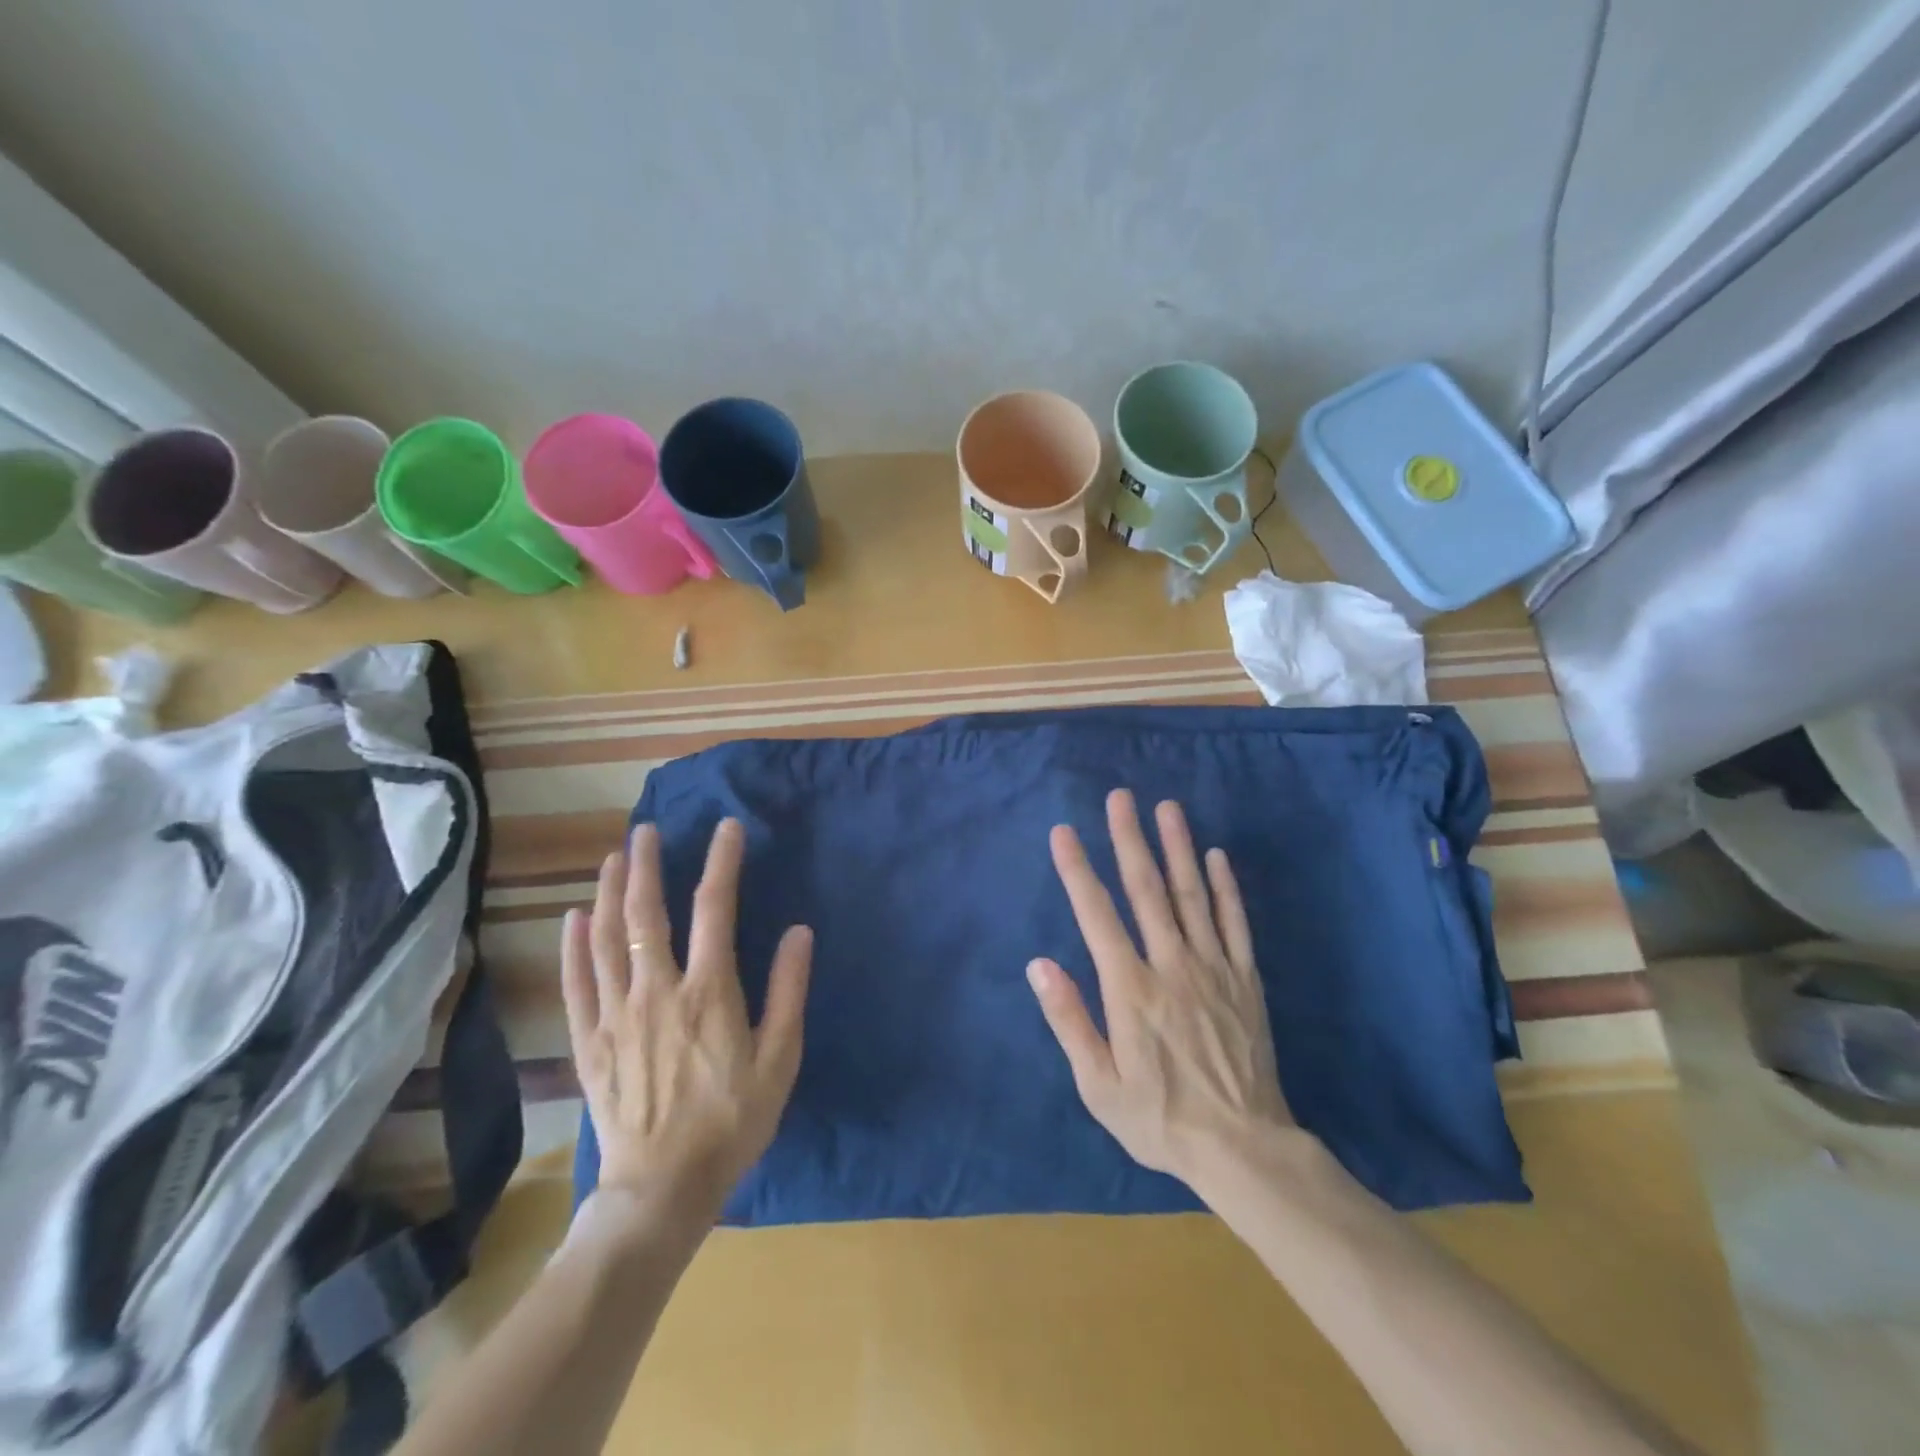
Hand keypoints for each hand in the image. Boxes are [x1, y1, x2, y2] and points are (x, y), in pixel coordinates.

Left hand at [562, 819, 812, 1225]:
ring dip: (607, 894)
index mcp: (708, 992)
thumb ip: (789, 991)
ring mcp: (616, 1016)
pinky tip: (572, 919)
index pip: (716, 908)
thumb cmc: (731, 1122)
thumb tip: (799, 932)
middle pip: (647, 914)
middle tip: (646, 831)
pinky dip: (572, 947)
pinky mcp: (588, 1043)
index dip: (722, 862)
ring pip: (605, 940)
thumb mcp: (780, 1060)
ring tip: (611, 859)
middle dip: (646, 866)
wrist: (662, 1190)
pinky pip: (575, 984)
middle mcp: (657, 991)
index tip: (727, 828)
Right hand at [1028, 789, 1292, 1187]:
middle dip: (1129, 839)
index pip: (1097, 915)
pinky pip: (1235, 924)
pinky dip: (1225, 887)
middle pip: (1146, 891)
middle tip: (1120, 797)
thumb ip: (1069, 1020)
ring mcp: (1213, 968)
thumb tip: (1039, 965)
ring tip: (1167, 807)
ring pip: (1192, 896)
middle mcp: (1171, 966)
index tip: (1063, 832)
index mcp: (1130, 990)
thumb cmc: (1160, 1119)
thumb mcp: (1099, 1085)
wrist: (1244, 1149)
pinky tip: (1216, 855)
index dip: (1077, 870)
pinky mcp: (1245, 980)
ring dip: (1177, 847)